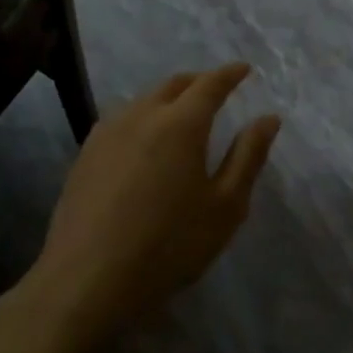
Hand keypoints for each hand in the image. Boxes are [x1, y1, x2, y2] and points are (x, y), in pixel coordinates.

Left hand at [15, 64, 280, 346]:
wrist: (87, 282)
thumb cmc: (169, 245)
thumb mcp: (225, 206)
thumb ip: (248, 156)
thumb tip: (268, 118)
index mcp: (181, 124)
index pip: (210, 84)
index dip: (230, 74)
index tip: (244, 70)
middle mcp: (142, 116)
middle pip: (173, 84)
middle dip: (199, 81)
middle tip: (217, 89)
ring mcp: (107, 134)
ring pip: (144, 100)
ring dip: (168, 98)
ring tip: (182, 114)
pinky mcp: (84, 156)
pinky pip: (121, 120)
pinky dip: (142, 117)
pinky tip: (144, 141)